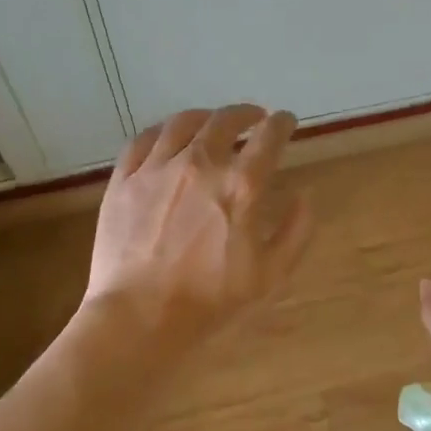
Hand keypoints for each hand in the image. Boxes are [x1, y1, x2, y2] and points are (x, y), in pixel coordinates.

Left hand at [83, 105, 311, 347]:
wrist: (138, 317)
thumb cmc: (209, 301)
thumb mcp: (270, 275)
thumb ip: (295, 231)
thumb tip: (305, 195)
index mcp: (240, 185)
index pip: (269, 137)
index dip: (282, 123)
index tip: (286, 121)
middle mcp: (200, 164)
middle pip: (226, 120)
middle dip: (246, 113)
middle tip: (254, 118)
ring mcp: (157, 168)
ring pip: (184, 122)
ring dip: (206, 116)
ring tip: (213, 122)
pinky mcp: (125, 179)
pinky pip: (144, 139)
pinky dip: (163, 130)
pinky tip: (169, 136)